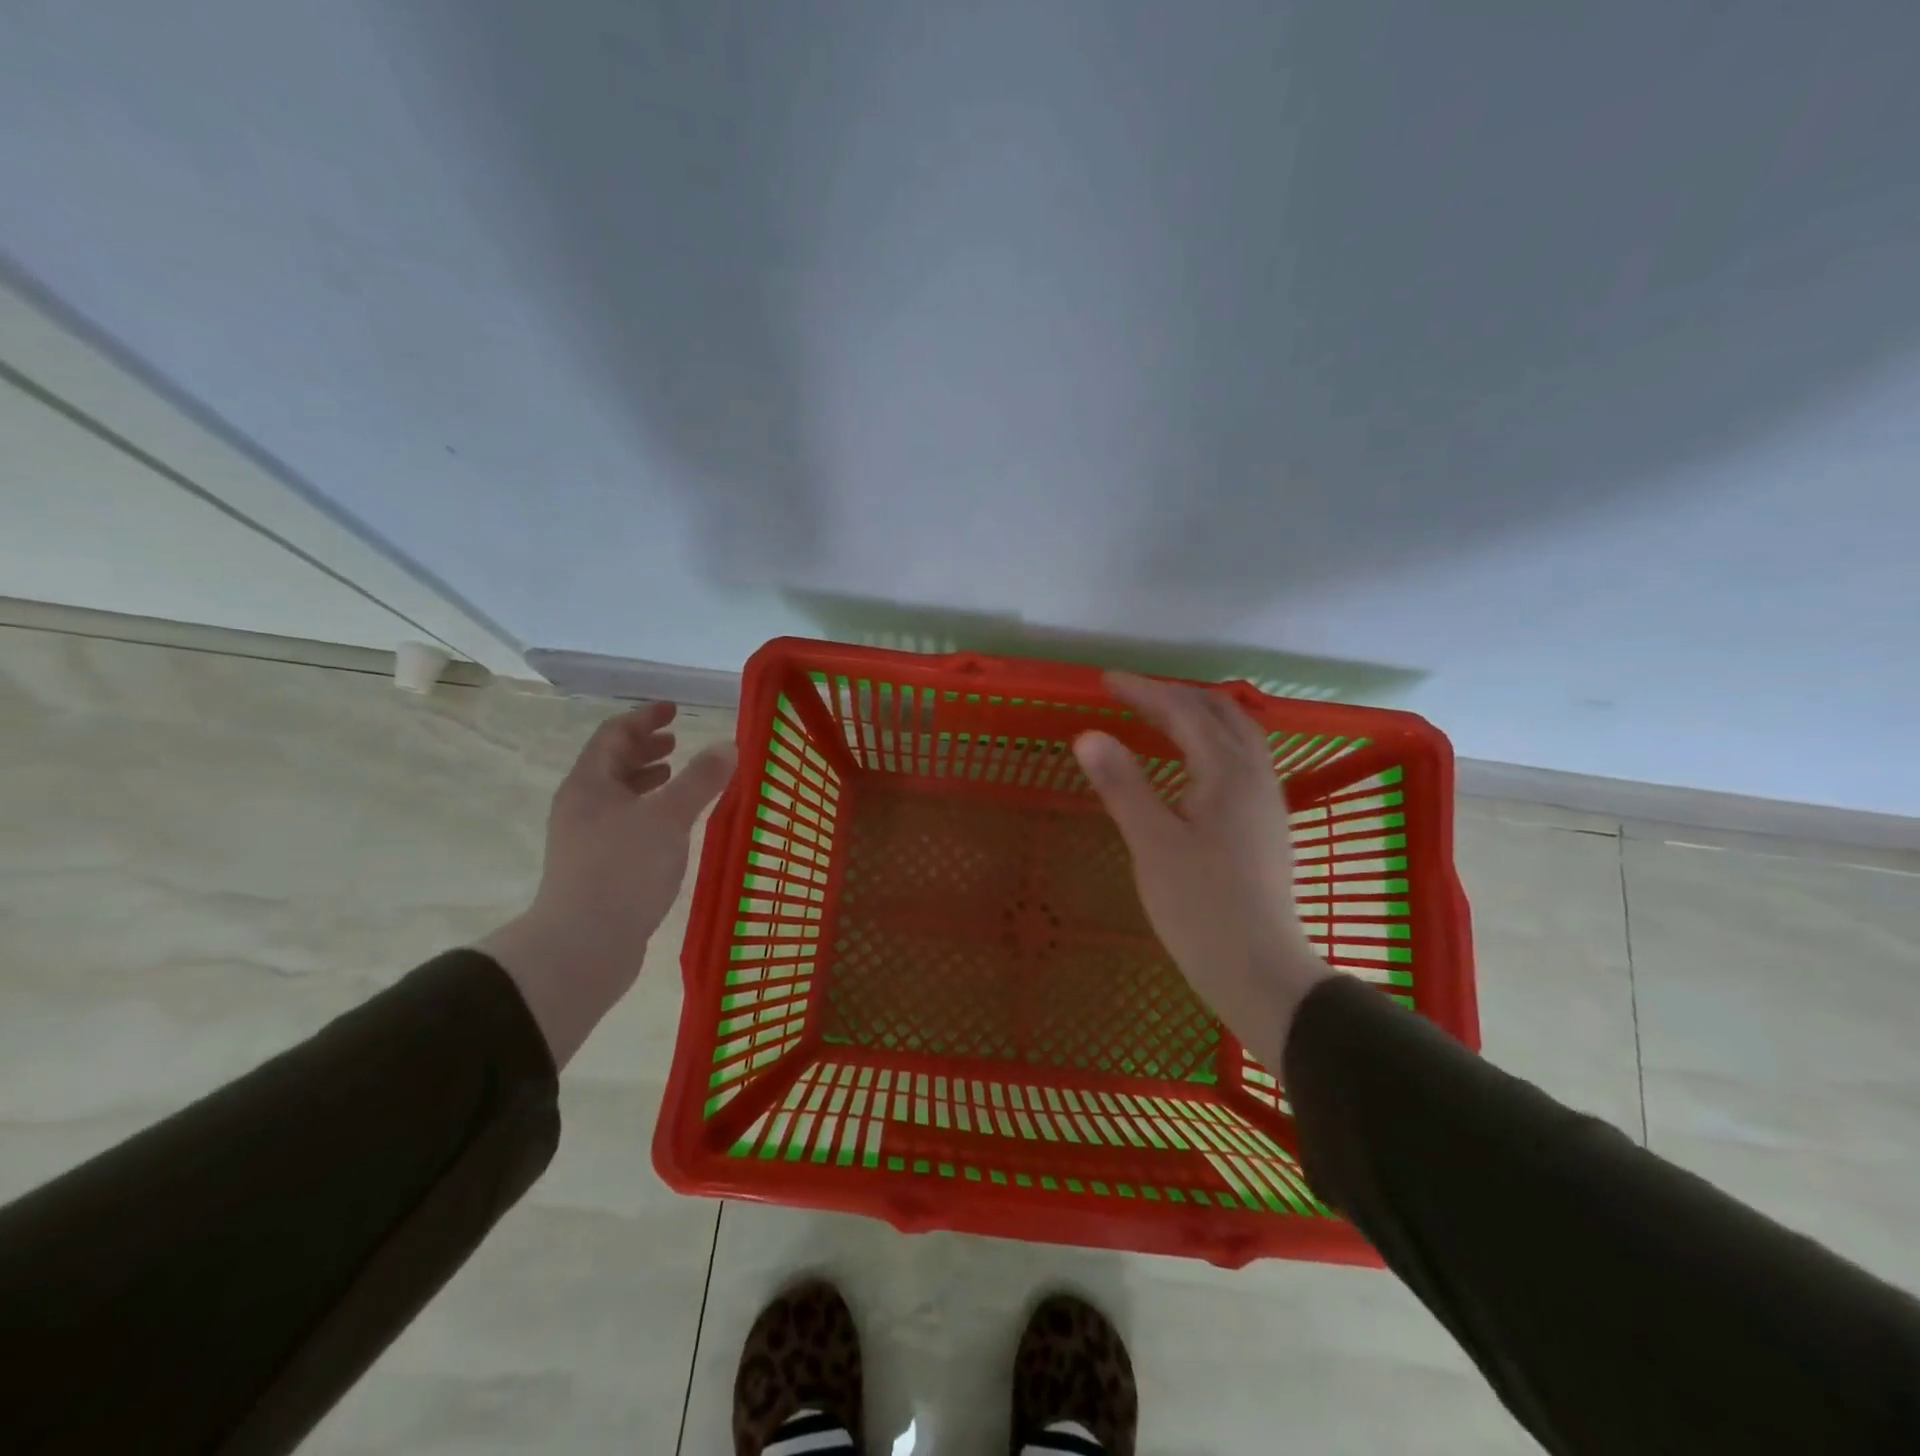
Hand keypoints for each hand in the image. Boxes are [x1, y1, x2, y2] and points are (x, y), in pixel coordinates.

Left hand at [479, 703, 736, 1067]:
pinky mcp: (597, 868)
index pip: (614, 734)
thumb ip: (700, 780)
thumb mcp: (669, 818)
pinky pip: (626, 823)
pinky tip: (673, 826)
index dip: (645, 718)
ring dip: (647, 780)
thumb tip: (729, 745)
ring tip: (677, 777)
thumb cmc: (623, 870)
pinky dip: (650, 811)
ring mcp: (586, 839)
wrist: (582, 946)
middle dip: (645, 748)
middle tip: (677, 741)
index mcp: (590, 784)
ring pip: (618, 796)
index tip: (674, 710)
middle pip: (612, 763)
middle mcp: (582, 806)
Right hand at [1073, 673, 1329, 1064]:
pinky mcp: (1266, 825)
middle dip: (1173, 696)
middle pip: (1219, 713)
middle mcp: (1255, 775)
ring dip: (1197, 715)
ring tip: (1159, 718)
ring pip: (1237, 735)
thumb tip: (1088, 735)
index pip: (1183, 711)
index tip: (1105, 682)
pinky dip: (1211, 742)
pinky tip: (1191, 764)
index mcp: (1228, 772)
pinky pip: (1241, 759)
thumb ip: (1122, 784)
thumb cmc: (1200, 908)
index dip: (1143, 691)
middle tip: (1130, 696)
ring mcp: (1266, 801)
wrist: (1259, 971)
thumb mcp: (1152, 843)